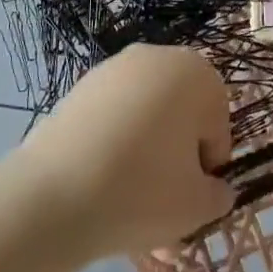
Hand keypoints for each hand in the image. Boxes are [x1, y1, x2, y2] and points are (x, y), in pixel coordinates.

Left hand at [15, 44, 233, 256]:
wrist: (55, 194)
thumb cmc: (143, 191)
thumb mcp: (198, 206)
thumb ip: (217, 194)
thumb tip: (213, 188)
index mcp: (196, 73)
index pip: (216, 123)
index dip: (208, 166)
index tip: (191, 197)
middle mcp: (157, 58)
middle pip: (179, 118)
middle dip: (176, 164)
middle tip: (164, 212)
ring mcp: (114, 69)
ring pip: (145, 122)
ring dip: (146, 162)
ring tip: (131, 214)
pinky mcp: (80, 88)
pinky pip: (113, 121)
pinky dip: (114, 149)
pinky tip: (103, 190)